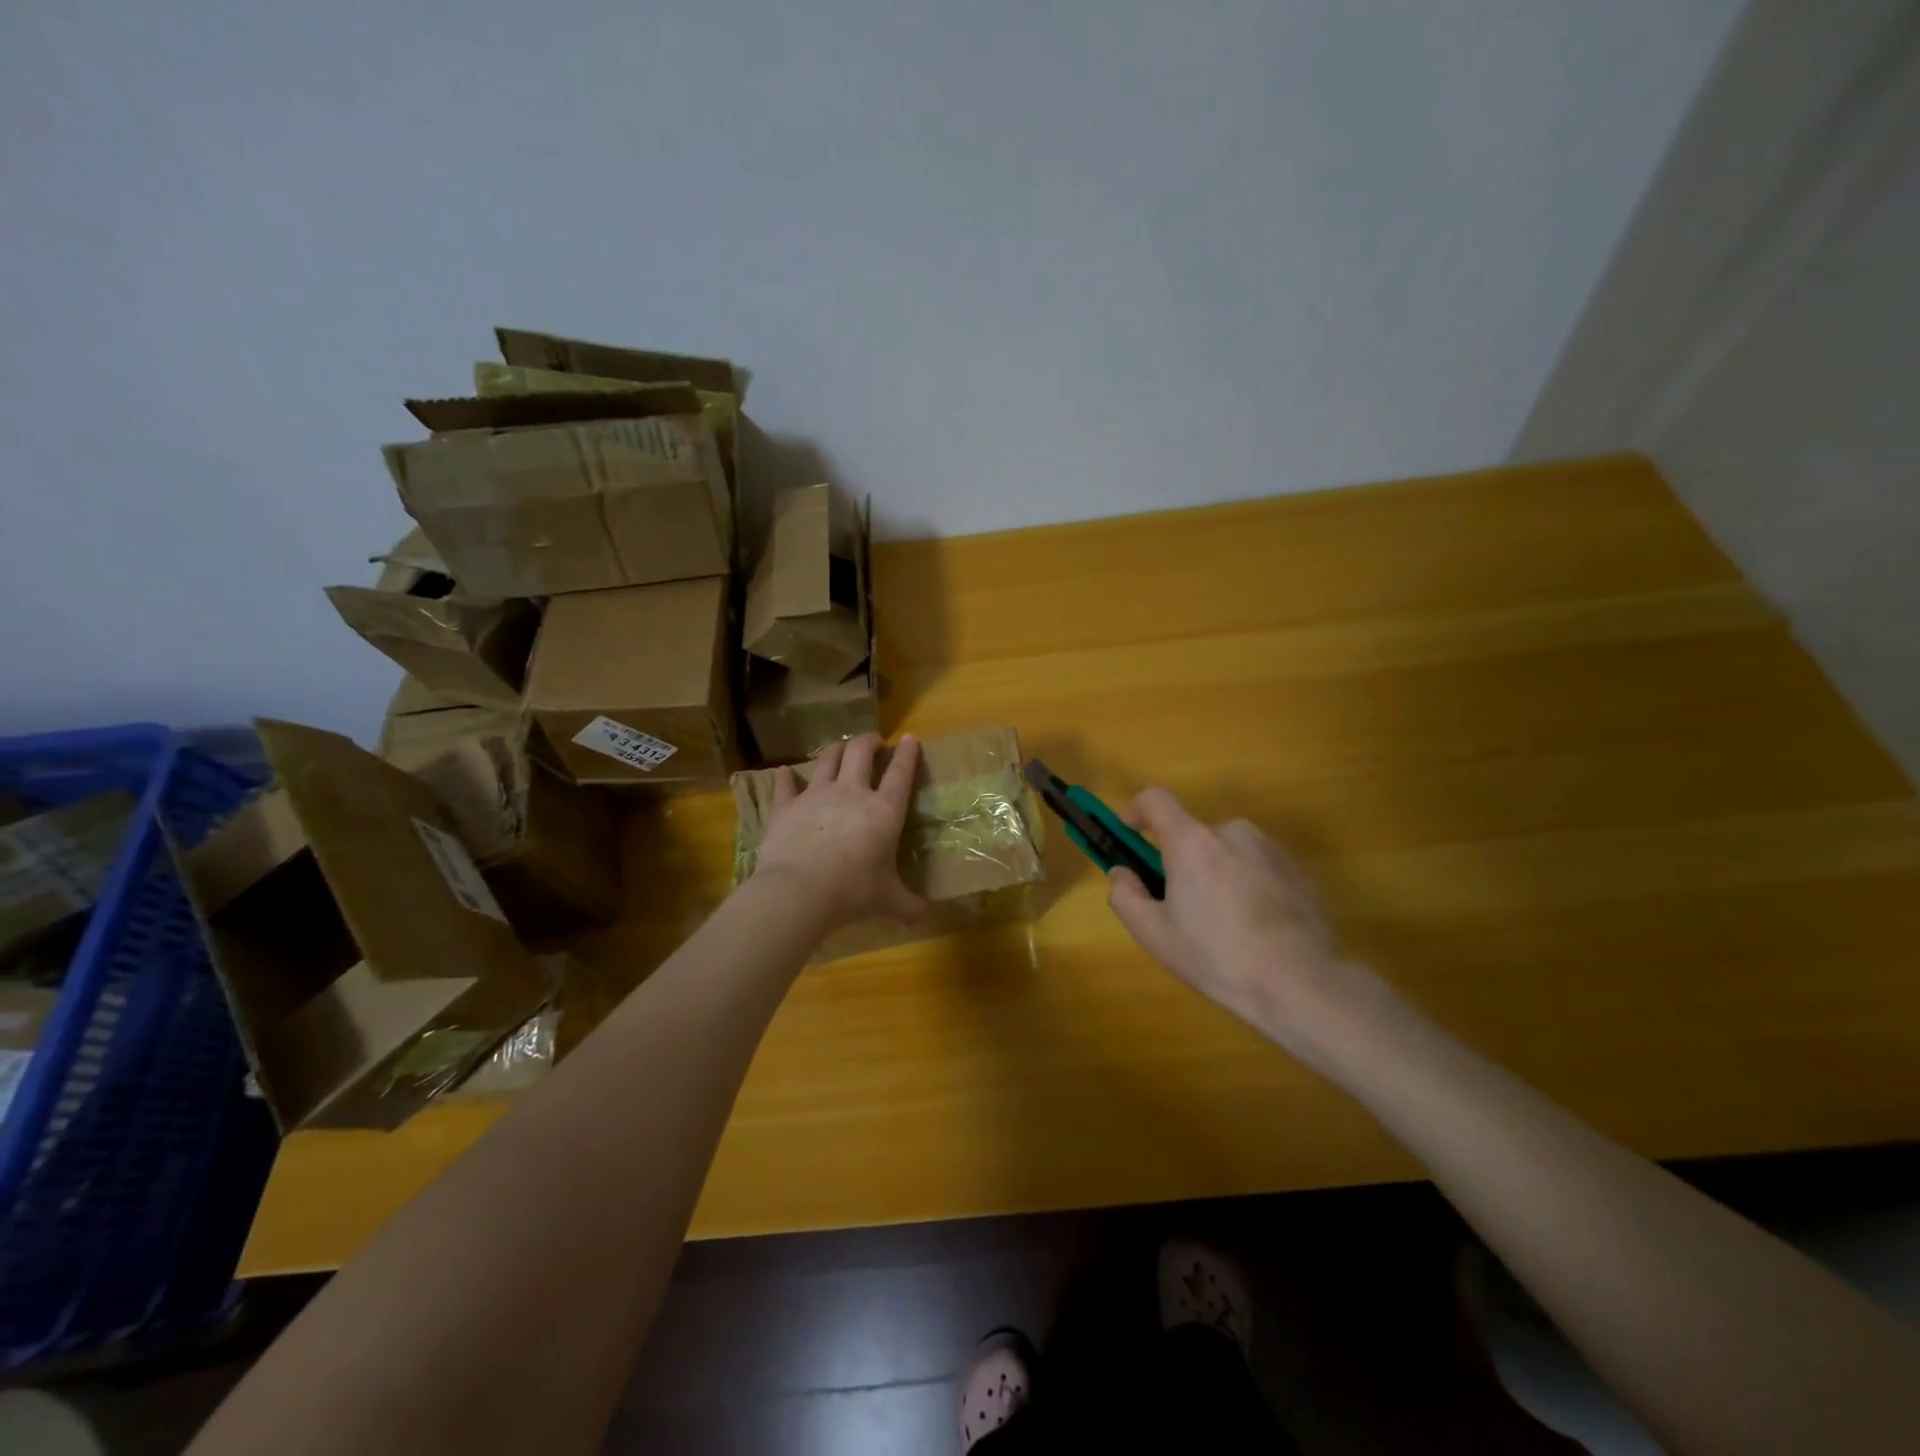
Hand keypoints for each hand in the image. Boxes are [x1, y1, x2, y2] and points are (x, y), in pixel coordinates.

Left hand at [753, 734, 927, 929]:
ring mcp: (816, 795)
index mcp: (884, 811)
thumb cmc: (853, 892)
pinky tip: (784, 773)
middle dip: (869, 741)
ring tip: (840, 750)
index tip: (911, 739)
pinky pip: (785, 785)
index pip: (900, 773)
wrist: (800, 892)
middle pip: (860, 752)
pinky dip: (785, 778)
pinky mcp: (786, 806)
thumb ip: (909, 904)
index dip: (908, 753)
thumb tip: (927, 914)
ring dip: (835, 750)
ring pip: (827, 759)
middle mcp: (852, 793)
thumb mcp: (888, 900)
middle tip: (874, 744)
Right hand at [1107, 788, 1360, 1049]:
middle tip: (1182, 906)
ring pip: (1229, 852)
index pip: (1156, 800)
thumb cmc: (1217, 957)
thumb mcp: (1155, 935)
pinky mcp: (1298, 872)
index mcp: (1192, 842)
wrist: (1300, 984)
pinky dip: (1248, 886)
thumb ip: (1126, 897)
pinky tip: (1255, 929)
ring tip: (1224, 923)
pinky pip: (1259, 868)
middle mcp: (1232, 833)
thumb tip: (1122, 873)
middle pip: (1194, 835)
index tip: (1129, 832)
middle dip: (1183, 861)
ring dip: (1218, 873)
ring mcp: (1271, 851)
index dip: (1136, 811)